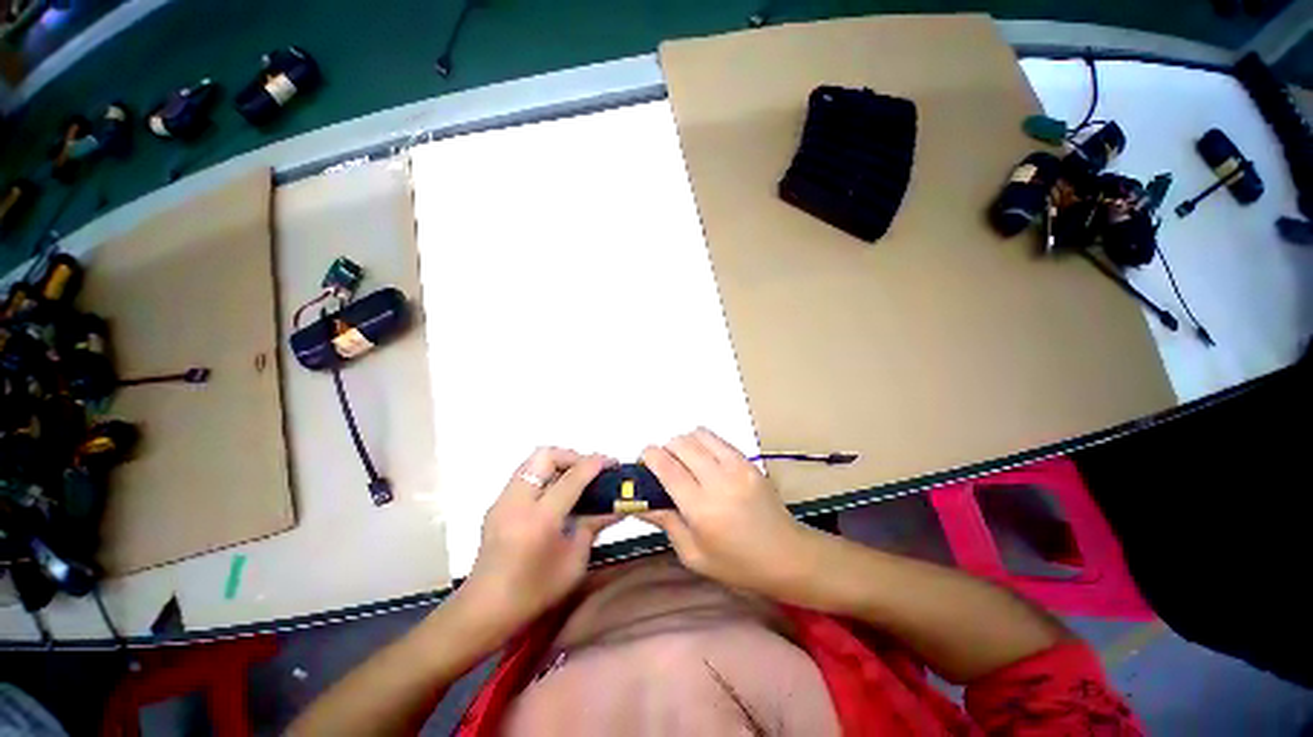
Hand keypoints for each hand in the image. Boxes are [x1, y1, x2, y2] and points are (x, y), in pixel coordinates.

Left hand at [459, 448, 619, 634]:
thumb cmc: (535, 592)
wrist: (484, 611)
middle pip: (546, 456)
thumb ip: (594, 526)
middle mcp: (518, 502)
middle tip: (589, 471)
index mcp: (540, 519)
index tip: (612, 463)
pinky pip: (524, 475)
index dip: (595, 464)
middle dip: (572, 456)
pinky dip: (544, 475)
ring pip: (532, 461)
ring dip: (557, 463)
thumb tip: (617, 506)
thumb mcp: (574, 562)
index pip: (572, 477)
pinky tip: (555, 495)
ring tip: (574, 480)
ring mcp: (503, 501)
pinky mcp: (497, 505)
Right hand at [639, 428, 815, 597]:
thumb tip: (640, 502)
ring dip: (684, 443)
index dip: (649, 456)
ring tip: (684, 461)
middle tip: (663, 466)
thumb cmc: (737, 564)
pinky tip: (703, 460)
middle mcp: (718, 480)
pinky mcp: (748, 461)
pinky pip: (717, 439)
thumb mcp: (694, 554)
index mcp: (701, 508)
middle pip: (680, 444)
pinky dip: (703, 442)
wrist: (787, 555)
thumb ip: (665, 523)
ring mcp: (736, 466)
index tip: (643, 460)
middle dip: (664, 448)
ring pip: (698, 435)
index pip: (667, 467)